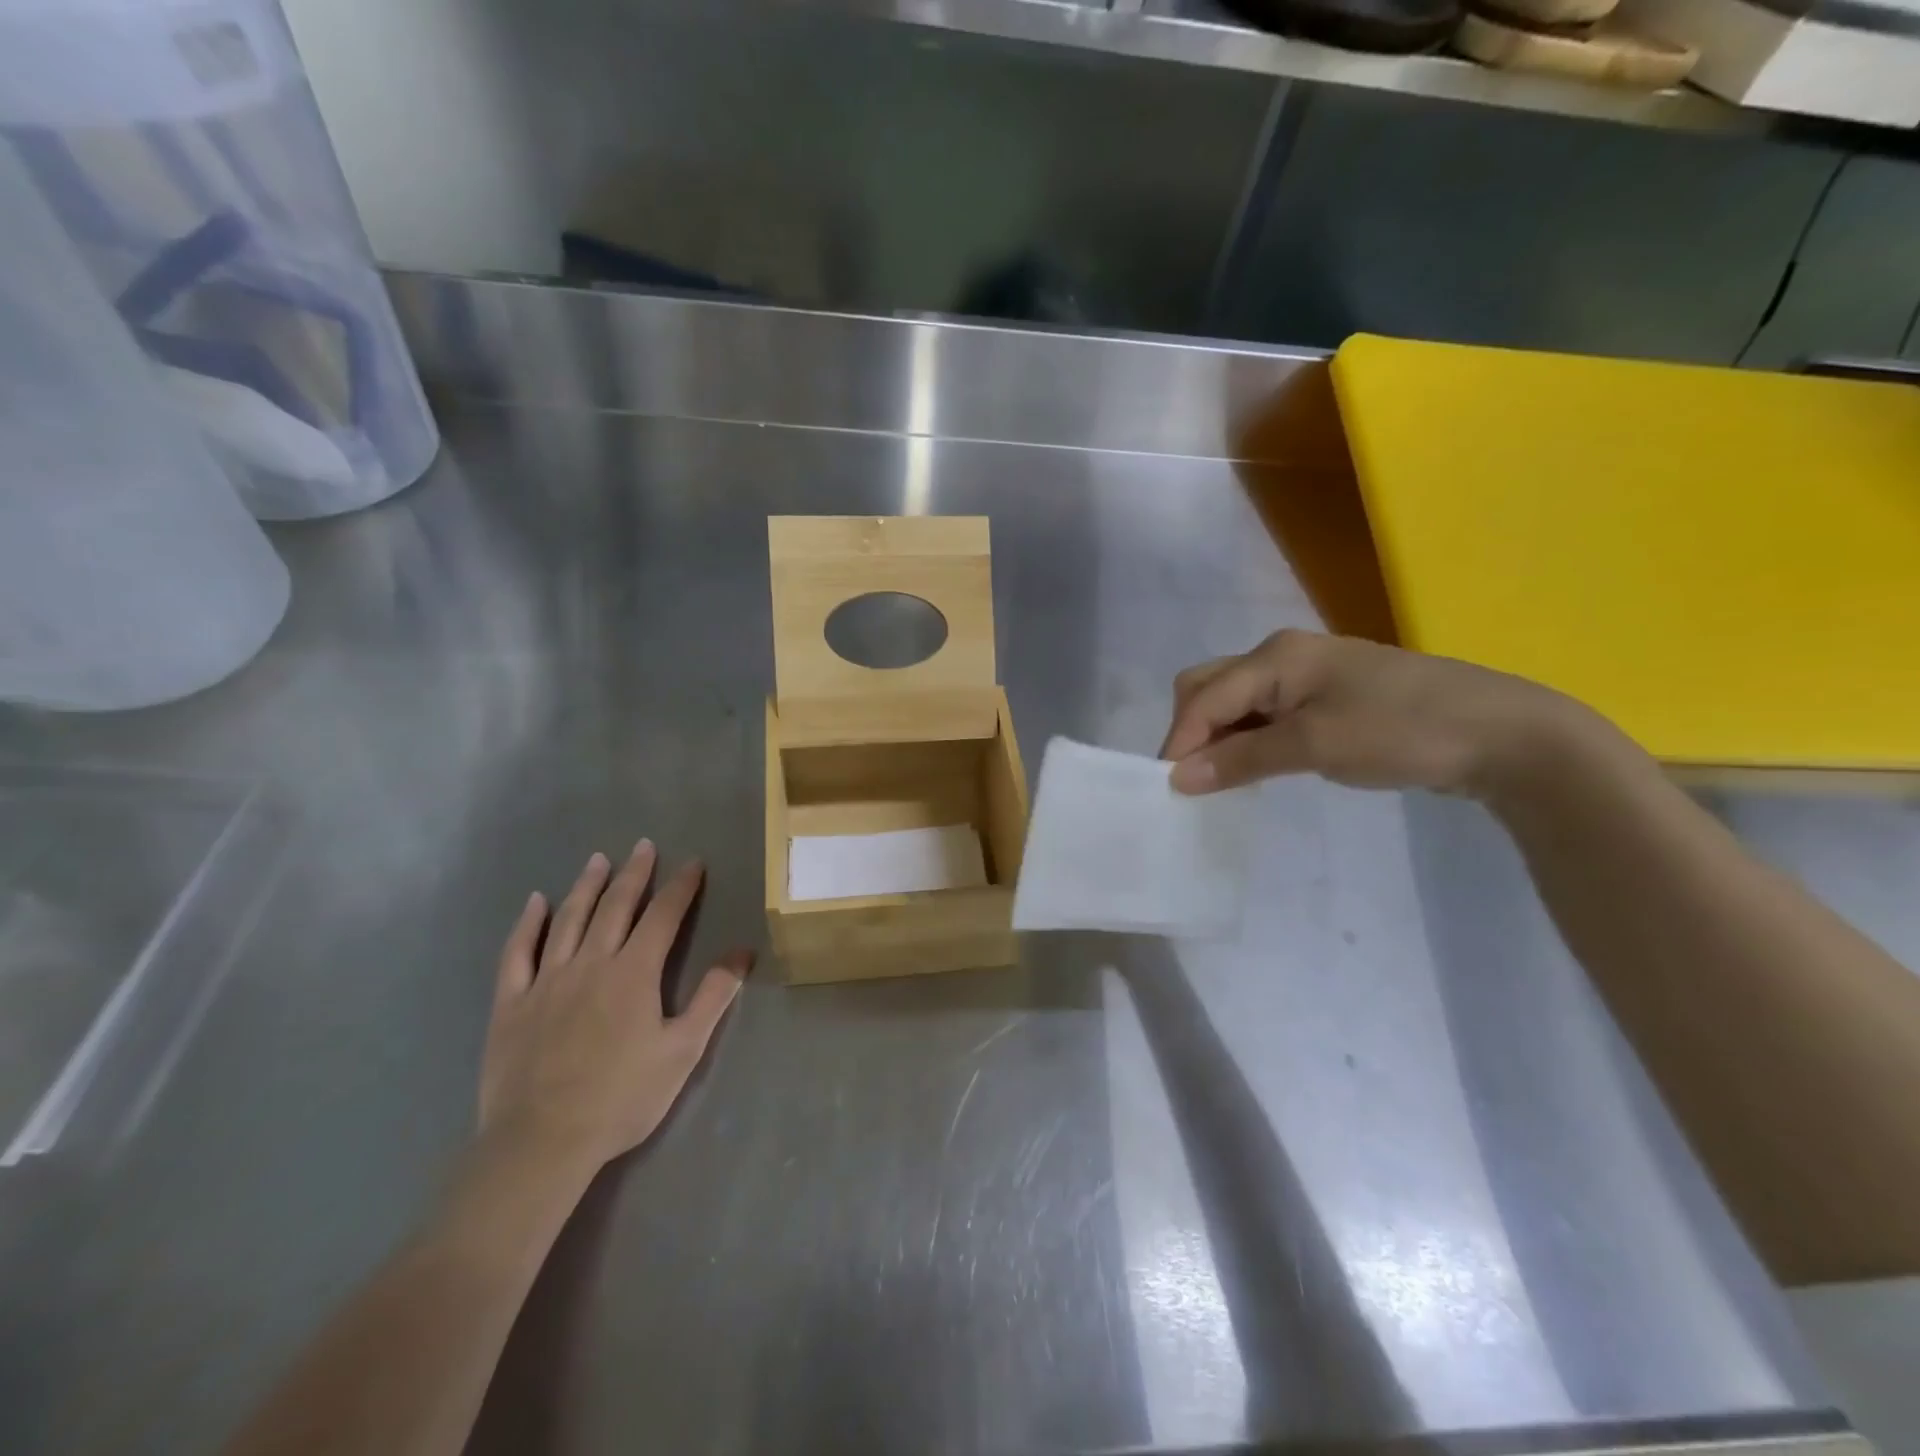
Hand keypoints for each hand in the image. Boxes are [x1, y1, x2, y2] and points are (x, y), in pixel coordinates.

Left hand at [478, 843, 751, 1184]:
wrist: (541, 1142)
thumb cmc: (622, 1097)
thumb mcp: (683, 1050)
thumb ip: (713, 997)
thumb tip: (742, 952)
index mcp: (635, 972)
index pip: (664, 916)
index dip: (681, 887)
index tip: (693, 862)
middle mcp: (591, 963)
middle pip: (616, 906)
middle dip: (635, 873)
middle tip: (644, 846)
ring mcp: (547, 979)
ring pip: (570, 919)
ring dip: (587, 885)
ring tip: (599, 859)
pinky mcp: (512, 1002)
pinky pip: (518, 952)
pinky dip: (528, 924)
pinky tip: (536, 903)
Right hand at [1159, 629, 1592, 797]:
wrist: (1502, 733)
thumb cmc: (1402, 731)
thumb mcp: (1315, 746)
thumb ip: (1243, 758)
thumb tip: (1178, 776)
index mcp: (1275, 656)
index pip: (1204, 696)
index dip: (1180, 740)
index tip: (1167, 789)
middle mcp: (1283, 656)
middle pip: (1211, 687)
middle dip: (1193, 730)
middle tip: (1196, 779)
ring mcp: (1308, 675)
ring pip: (1237, 701)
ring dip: (1220, 737)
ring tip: (1222, 779)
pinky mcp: (1328, 698)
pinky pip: (1266, 713)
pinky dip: (1250, 739)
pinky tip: (1257, 765)